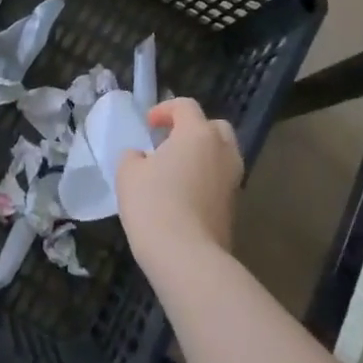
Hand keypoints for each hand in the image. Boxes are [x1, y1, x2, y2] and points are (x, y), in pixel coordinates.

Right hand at [116, 98, 241, 268]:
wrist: (187, 256)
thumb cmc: (154, 204)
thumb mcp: (128, 173)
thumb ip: (133, 157)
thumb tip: (142, 158)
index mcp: (198, 134)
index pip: (186, 106)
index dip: (165, 110)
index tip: (148, 125)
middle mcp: (222, 151)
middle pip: (214, 127)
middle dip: (193, 129)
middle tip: (169, 143)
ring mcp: (233, 180)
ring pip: (222, 155)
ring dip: (202, 156)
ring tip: (176, 171)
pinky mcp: (235, 207)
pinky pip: (220, 181)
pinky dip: (206, 180)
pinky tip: (184, 197)